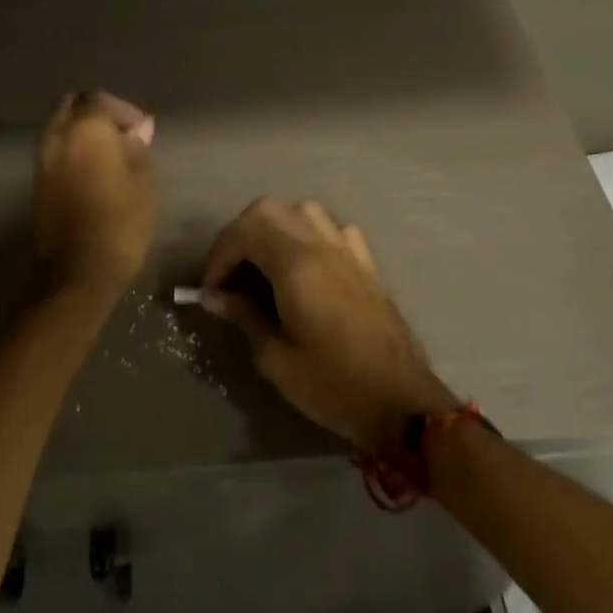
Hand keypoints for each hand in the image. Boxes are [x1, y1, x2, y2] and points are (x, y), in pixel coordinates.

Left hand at [33, 91, 157, 299]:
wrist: (78, 272)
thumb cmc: (120, 224)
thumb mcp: (143, 183)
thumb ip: (138, 149)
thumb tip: (139, 128)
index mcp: (87, 130)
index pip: (99, 99)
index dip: (122, 110)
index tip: (139, 130)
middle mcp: (58, 137)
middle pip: (71, 107)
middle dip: (95, 114)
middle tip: (119, 136)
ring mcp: (42, 160)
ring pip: (58, 128)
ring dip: (79, 133)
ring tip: (106, 156)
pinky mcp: (36, 183)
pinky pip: (53, 151)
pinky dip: (69, 151)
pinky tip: (90, 173)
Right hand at [201, 199, 456, 451]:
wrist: (402, 403)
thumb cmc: (333, 385)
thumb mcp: (276, 359)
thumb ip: (244, 317)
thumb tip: (213, 296)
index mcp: (297, 266)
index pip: (245, 232)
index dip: (219, 256)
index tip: (210, 290)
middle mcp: (322, 246)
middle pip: (269, 210)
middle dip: (240, 234)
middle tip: (230, 273)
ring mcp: (349, 251)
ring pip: (303, 210)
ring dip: (274, 228)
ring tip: (262, 264)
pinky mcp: (367, 264)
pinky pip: (333, 228)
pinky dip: (310, 235)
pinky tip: (306, 264)